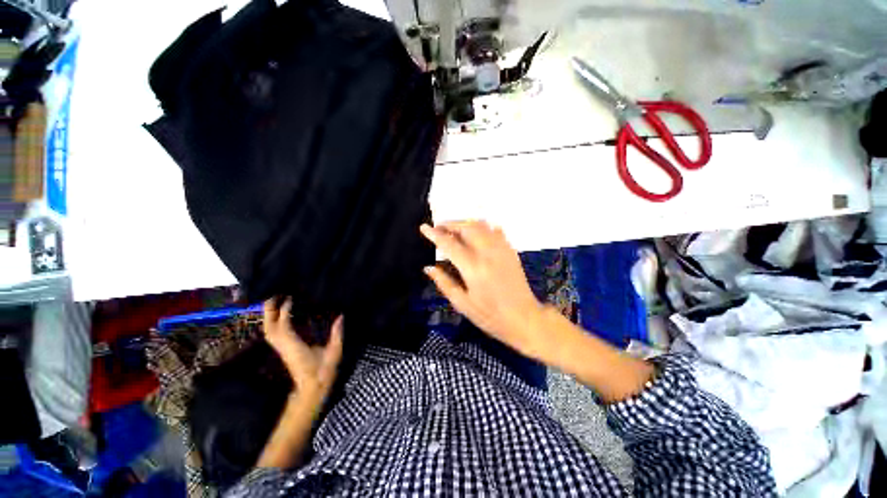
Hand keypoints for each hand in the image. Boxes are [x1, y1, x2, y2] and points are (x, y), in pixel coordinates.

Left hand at [263, 298, 342, 404]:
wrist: (311, 389)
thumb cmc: (323, 372)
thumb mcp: (334, 353)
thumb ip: (337, 335)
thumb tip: (341, 317)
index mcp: (296, 348)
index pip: (284, 328)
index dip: (284, 313)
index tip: (290, 299)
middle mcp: (285, 348)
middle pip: (270, 329)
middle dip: (269, 312)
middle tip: (273, 295)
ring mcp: (282, 350)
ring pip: (268, 332)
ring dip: (268, 316)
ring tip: (273, 302)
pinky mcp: (283, 351)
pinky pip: (273, 335)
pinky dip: (272, 323)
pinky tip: (277, 315)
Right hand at [420, 221, 549, 360]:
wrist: (524, 319)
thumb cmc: (490, 316)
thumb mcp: (462, 304)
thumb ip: (444, 283)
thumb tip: (428, 268)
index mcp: (473, 268)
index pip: (449, 244)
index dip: (434, 234)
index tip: (423, 227)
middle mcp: (487, 253)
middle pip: (466, 228)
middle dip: (450, 224)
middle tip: (439, 228)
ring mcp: (501, 249)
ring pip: (481, 225)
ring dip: (465, 223)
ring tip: (455, 230)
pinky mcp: (511, 251)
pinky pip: (495, 231)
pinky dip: (483, 227)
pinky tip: (477, 233)